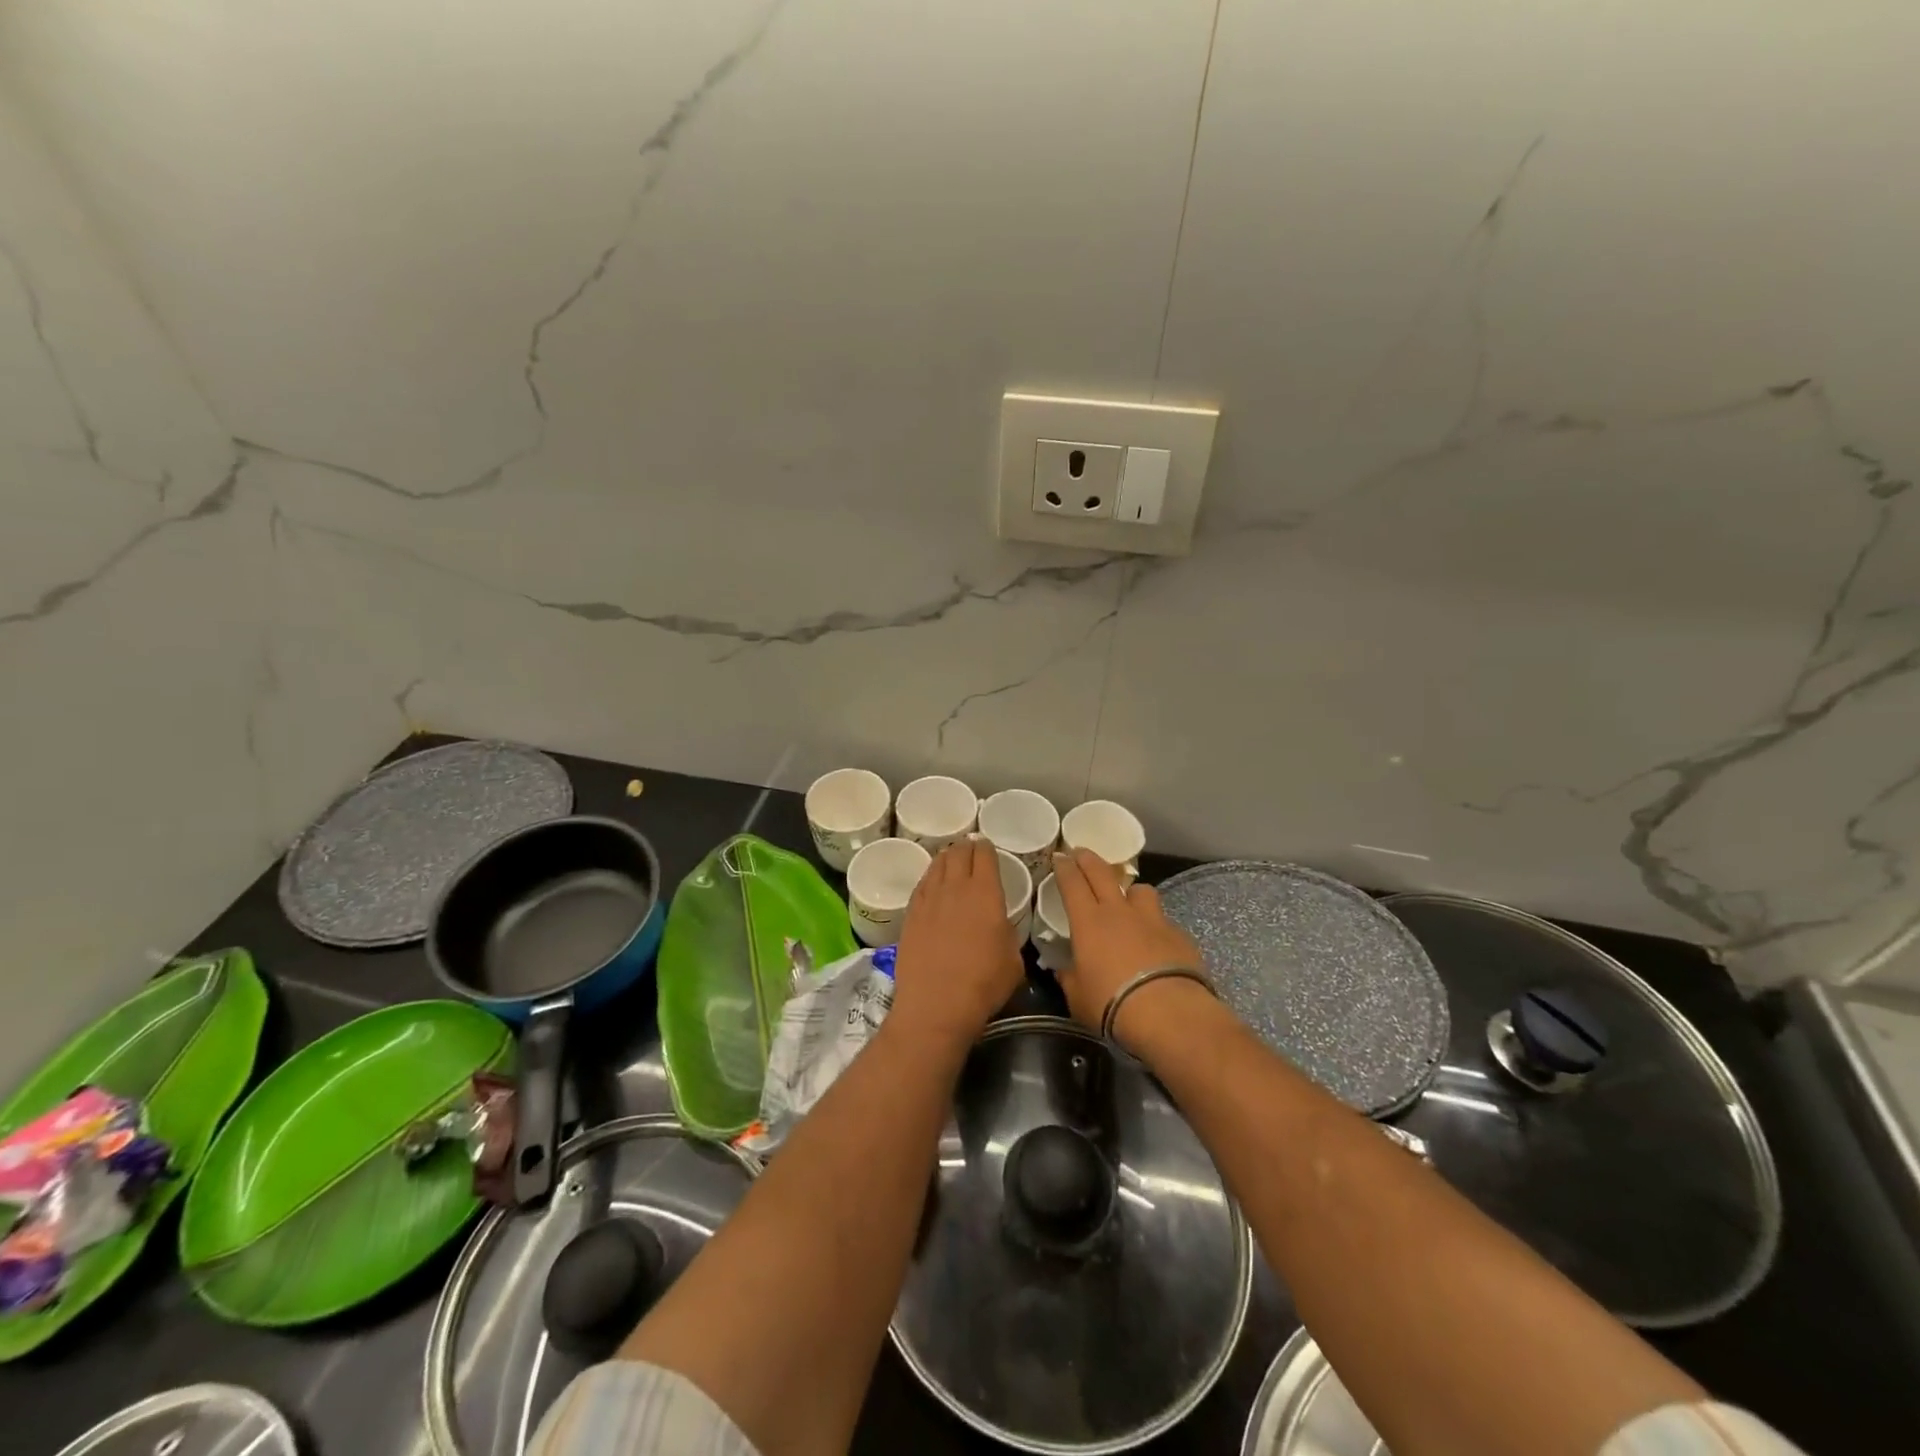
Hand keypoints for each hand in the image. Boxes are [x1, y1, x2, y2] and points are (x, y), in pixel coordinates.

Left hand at [889, 839, 1024, 1052]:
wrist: (936, 1005)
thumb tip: (1000, 926)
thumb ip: (1008, 933)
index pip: (985, 855)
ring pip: (937, 864)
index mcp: (985, 893)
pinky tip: (932, 882)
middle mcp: (955, 888)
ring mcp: (929, 899)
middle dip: (966, 848)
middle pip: (958, 853)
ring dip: (946, 858)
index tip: (988, 847)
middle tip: (970, 850)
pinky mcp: (910, 914)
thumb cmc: (983, 984)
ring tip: (950, 859)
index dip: (987, 848)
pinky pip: (921, 884)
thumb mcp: (1013, 960)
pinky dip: (929, 877)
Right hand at [1050, 849, 1208, 1046]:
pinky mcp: (1179, 935)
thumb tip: (1063, 970)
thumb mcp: (1077, 996)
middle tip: (1081, 853)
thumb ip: (1069, 977)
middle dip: (1089, 859)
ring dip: (1131, 891)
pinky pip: (1163, 920)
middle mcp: (1120, 911)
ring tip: (1128, 901)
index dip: (1064, 867)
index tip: (1059, 857)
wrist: (1168, 1013)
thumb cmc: (1111, 1004)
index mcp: (1089, 921)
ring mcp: (1152, 920)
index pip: (1072, 883)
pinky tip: (1156, 942)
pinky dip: (1156, 926)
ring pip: (1141, 889)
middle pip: (1102, 872)